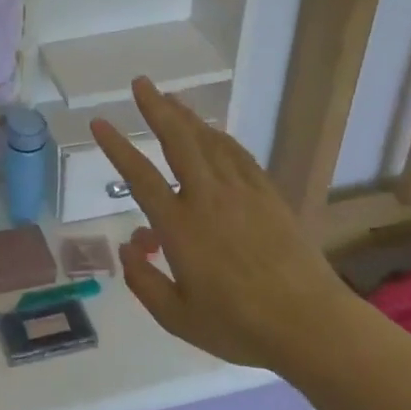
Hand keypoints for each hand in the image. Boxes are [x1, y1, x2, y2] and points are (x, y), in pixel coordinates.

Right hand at [90, 77, 352, 371]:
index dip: (117, 147)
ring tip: (171, 98)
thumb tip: (127, 248)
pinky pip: (238, 155)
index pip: (140, 176)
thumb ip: (144, 282)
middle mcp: (207, 198)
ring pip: (209, 142)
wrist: (310, 324)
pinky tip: (213, 132)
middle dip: (157, 108)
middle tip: (141, 83)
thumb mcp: (177, 318)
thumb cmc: (239, 326)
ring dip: (187, 116)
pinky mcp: (268, 196)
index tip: (100, 122)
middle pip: (178, 141)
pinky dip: (220, 138)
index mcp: (180, 226)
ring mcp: (242, 193)